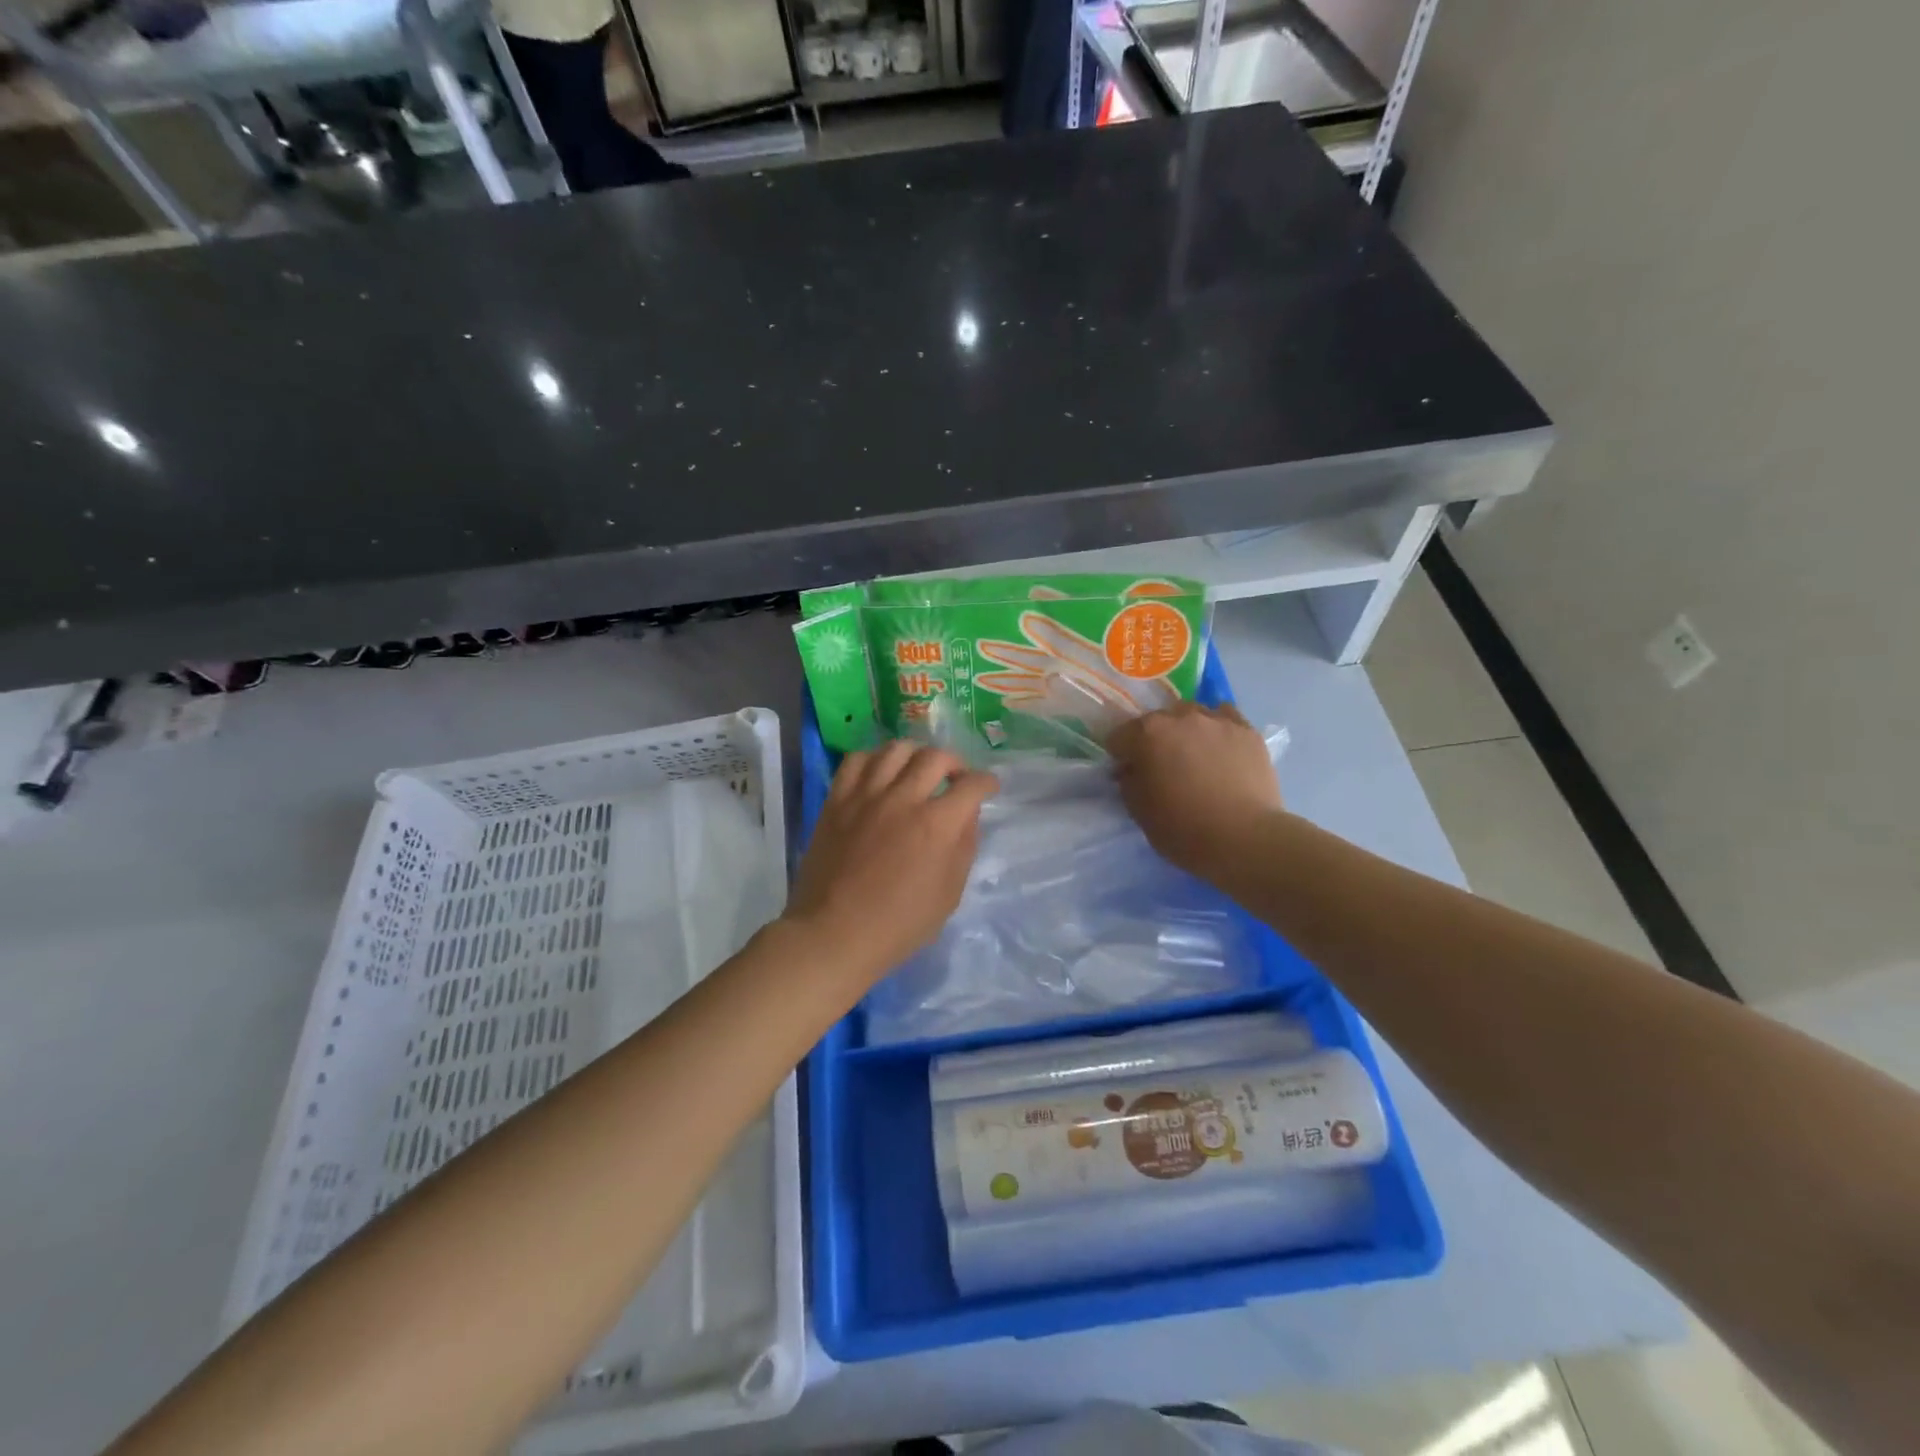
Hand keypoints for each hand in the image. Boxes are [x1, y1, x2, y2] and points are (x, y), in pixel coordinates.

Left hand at [785, 742, 997, 986]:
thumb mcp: (949, 894)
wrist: (834, 933)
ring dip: (915, 754)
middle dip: (954, 762)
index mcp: (937, 825)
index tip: (988, 787)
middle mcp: (903, 799)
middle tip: (955, 778)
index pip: (972, 784)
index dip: (986, 782)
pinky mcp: (837, 800)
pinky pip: (856, 760)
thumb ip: (964, 847)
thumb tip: (967, 815)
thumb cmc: (899, 924)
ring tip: (917, 769)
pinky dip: (874, 759)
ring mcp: (866, 796)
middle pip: (935, 756)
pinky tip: (879, 773)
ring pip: (895, 749)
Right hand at [1107, 703, 1284, 881]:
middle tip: (1162, 767)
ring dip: (1186, 730)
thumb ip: (1128, 781)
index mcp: (1147, 734)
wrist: (1244, 838)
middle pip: (1157, 721)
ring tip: (1195, 756)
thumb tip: (1131, 769)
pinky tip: (1221, 748)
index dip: (1121, 756)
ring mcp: (1216, 720)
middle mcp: (1180, 717)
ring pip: (1192, 714)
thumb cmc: (1183, 828)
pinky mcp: (1247, 730)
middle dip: (1154, 740)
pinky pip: (1225, 717)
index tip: (1128, 774)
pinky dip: (1217, 729)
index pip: (1120, 736)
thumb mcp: (1139, 811)